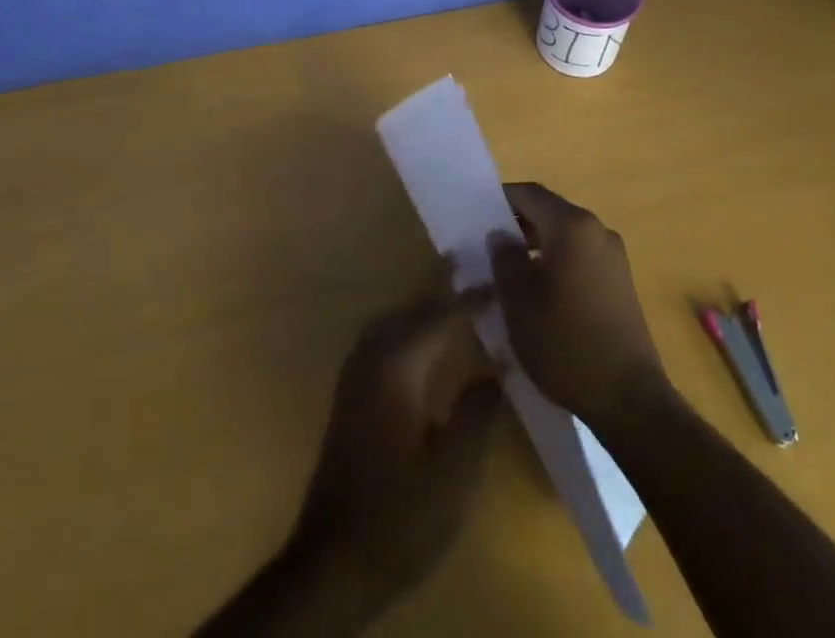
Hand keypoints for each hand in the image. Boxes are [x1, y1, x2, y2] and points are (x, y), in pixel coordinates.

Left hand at [289, 274, 502, 609]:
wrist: (333, 562)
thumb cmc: (400, 516)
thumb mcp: (454, 471)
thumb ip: (478, 411)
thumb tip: (498, 364)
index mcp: (396, 366)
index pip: (440, 315)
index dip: (471, 298)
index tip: (501, 282)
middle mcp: (371, 357)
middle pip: (412, 308)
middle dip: (445, 290)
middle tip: (478, 272)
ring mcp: (355, 374)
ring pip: (395, 322)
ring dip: (425, 308)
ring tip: (459, 300)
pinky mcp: (350, 394)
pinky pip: (384, 340)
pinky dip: (410, 329)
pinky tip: (430, 346)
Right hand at [489, 182, 669, 429]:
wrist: (629, 399)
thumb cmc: (565, 342)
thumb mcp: (519, 301)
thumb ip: (504, 259)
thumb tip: (500, 235)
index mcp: (572, 226)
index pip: (530, 194)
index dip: (500, 199)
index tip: (477, 216)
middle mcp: (597, 230)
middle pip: (549, 213)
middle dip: (517, 226)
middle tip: (488, 249)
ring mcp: (614, 257)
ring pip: (565, 237)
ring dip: (537, 247)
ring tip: (511, 275)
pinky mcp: (621, 283)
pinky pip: (581, 258)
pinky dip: (557, 264)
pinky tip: (541, 295)